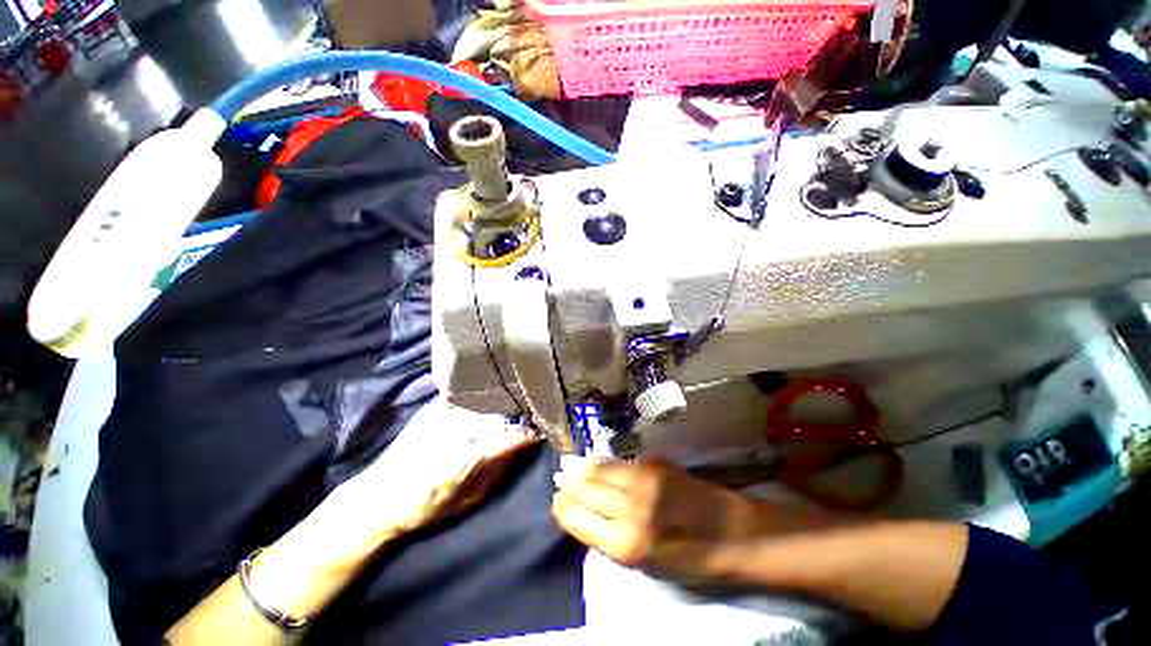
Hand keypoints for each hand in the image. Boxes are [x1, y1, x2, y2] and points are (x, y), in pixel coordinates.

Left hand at [336, 396, 540, 542]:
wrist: (377, 497)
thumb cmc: (426, 507)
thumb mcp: (469, 499)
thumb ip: (499, 470)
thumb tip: (523, 445)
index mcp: (465, 458)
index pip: (509, 436)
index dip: (530, 430)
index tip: (546, 426)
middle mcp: (455, 430)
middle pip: (499, 413)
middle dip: (521, 411)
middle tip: (537, 410)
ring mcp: (442, 414)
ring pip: (486, 401)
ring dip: (505, 401)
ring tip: (520, 401)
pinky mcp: (433, 407)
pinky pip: (468, 396)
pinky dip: (485, 397)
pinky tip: (495, 397)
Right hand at [551, 457, 761, 581]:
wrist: (734, 533)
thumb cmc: (690, 560)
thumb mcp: (644, 564)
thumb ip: (610, 538)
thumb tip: (584, 513)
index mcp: (625, 544)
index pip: (576, 517)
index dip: (562, 506)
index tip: (557, 500)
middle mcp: (630, 507)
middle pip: (585, 486)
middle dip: (569, 482)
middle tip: (561, 477)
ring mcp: (644, 479)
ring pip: (600, 467)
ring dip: (585, 468)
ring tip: (574, 467)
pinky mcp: (655, 462)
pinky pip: (621, 463)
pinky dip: (608, 465)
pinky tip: (604, 466)